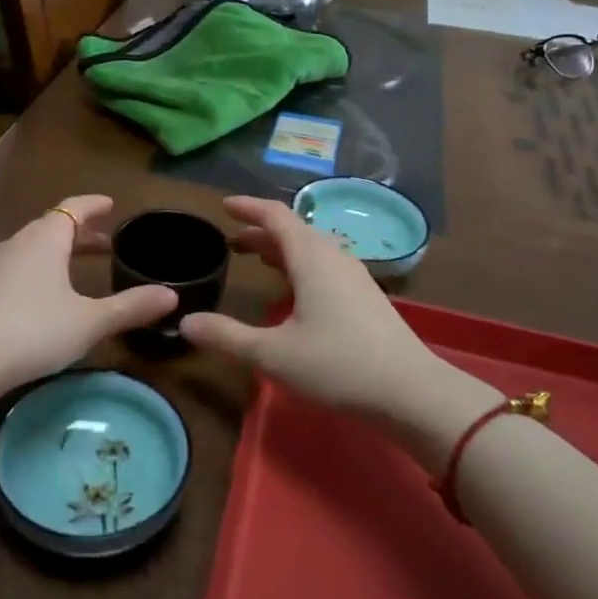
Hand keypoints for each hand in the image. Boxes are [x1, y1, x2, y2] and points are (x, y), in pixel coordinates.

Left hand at [0, 195, 176, 395]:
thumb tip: (172, 296)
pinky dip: (41, 266)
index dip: (94, 204)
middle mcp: (20, 243)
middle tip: (105, 241)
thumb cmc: (34, 330)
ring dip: (59, 249)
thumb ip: (130, 307)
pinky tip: (47, 293)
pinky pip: (20, 265)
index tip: (111, 204)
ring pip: (34, 246)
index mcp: (47, 239)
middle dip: (80, 230)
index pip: (73, 207)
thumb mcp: (90, 321)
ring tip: (79, 265)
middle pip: (53, 225)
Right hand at [181, 197, 499, 463]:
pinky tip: (295, 291)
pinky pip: (326, 265)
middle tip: (232, 242)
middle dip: (261, 232)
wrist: (411, 392)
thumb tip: (186, 322)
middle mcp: (334, 257)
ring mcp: (355, 276)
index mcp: (311, 257)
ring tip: (258, 260)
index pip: (276, 216)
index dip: (248, 207)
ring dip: (282, 249)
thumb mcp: (273, 354)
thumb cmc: (338, 365)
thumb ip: (227, 337)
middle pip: (294, 231)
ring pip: (312, 248)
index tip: (224, 206)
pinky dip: (301, 265)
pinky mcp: (366, 296)